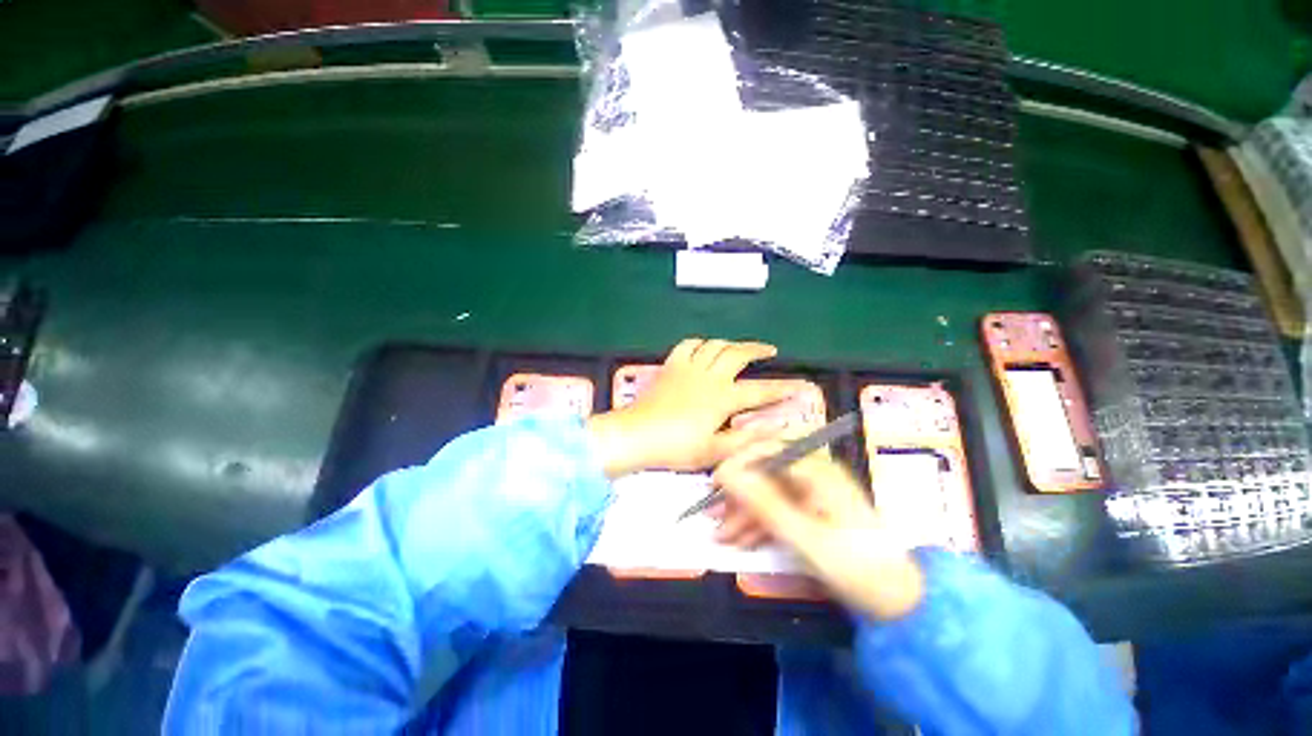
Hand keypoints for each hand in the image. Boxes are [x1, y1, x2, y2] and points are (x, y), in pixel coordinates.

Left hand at [586, 339, 795, 477]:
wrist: (638, 434)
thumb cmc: (676, 447)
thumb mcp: (714, 451)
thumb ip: (746, 439)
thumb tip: (775, 428)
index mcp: (722, 398)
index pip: (760, 391)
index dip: (782, 388)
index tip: (799, 385)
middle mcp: (708, 376)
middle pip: (737, 354)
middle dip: (757, 350)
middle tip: (770, 350)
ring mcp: (688, 367)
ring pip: (714, 345)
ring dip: (730, 344)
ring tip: (739, 348)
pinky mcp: (671, 365)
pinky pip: (687, 345)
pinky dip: (700, 343)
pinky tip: (703, 347)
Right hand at [712, 442, 924, 620]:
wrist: (901, 603)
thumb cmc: (856, 566)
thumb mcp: (805, 535)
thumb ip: (764, 502)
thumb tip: (726, 472)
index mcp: (817, 469)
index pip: (768, 449)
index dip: (738, 461)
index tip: (715, 481)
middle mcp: (812, 474)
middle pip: (764, 473)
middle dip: (737, 494)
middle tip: (712, 514)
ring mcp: (811, 494)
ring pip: (767, 494)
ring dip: (743, 513)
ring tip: (720, 535)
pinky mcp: (811, 512)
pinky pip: (777, 510)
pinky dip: (758, 524)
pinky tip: (739, 540)